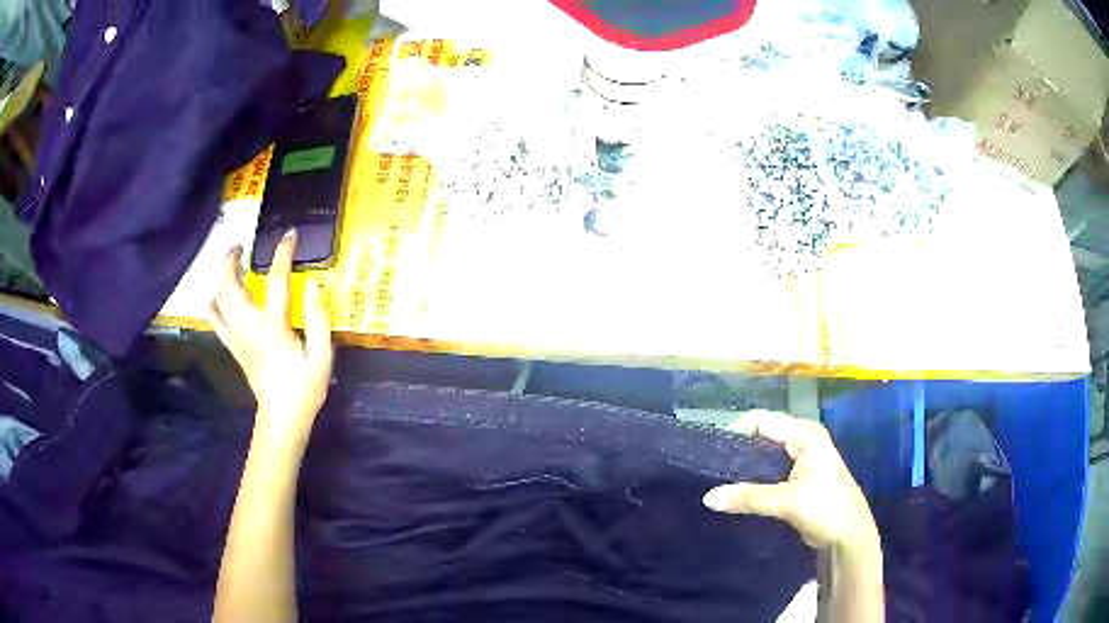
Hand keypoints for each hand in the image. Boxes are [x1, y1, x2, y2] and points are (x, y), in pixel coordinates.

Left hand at [209, 230, 333, 451]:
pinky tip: (220, 299)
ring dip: (222, 279)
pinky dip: (214, 304)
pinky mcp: (232, 347)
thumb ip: (320, 324)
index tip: (289, 235)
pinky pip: (215, 320)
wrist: (281, 419)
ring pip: (218, 299)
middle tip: (242, 247)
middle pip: (230, 285)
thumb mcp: (322, 359)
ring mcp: (236, 337)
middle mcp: (249, 326)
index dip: (282, 253)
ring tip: (233, 269)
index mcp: (273, 326)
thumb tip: (315, 292)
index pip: (276, 280)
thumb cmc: (304, 390)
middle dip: (231, 260)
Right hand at [703, 410, 877, 550]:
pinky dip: (754, 476)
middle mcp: (803, 438)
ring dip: (745, 464)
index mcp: (805, 434)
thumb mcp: (787, 502)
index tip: (711, 450)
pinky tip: (738, 488)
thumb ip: (748, 497)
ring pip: (765, 453)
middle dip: (738, 448)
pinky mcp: (798, 476)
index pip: (762, 420)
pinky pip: (769, 468)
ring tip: (718, 477)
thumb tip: (707, 498)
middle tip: (711, 466)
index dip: (736, 431)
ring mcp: (802, 457)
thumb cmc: (826, 508)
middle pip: (763, 434)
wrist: (848, 536)